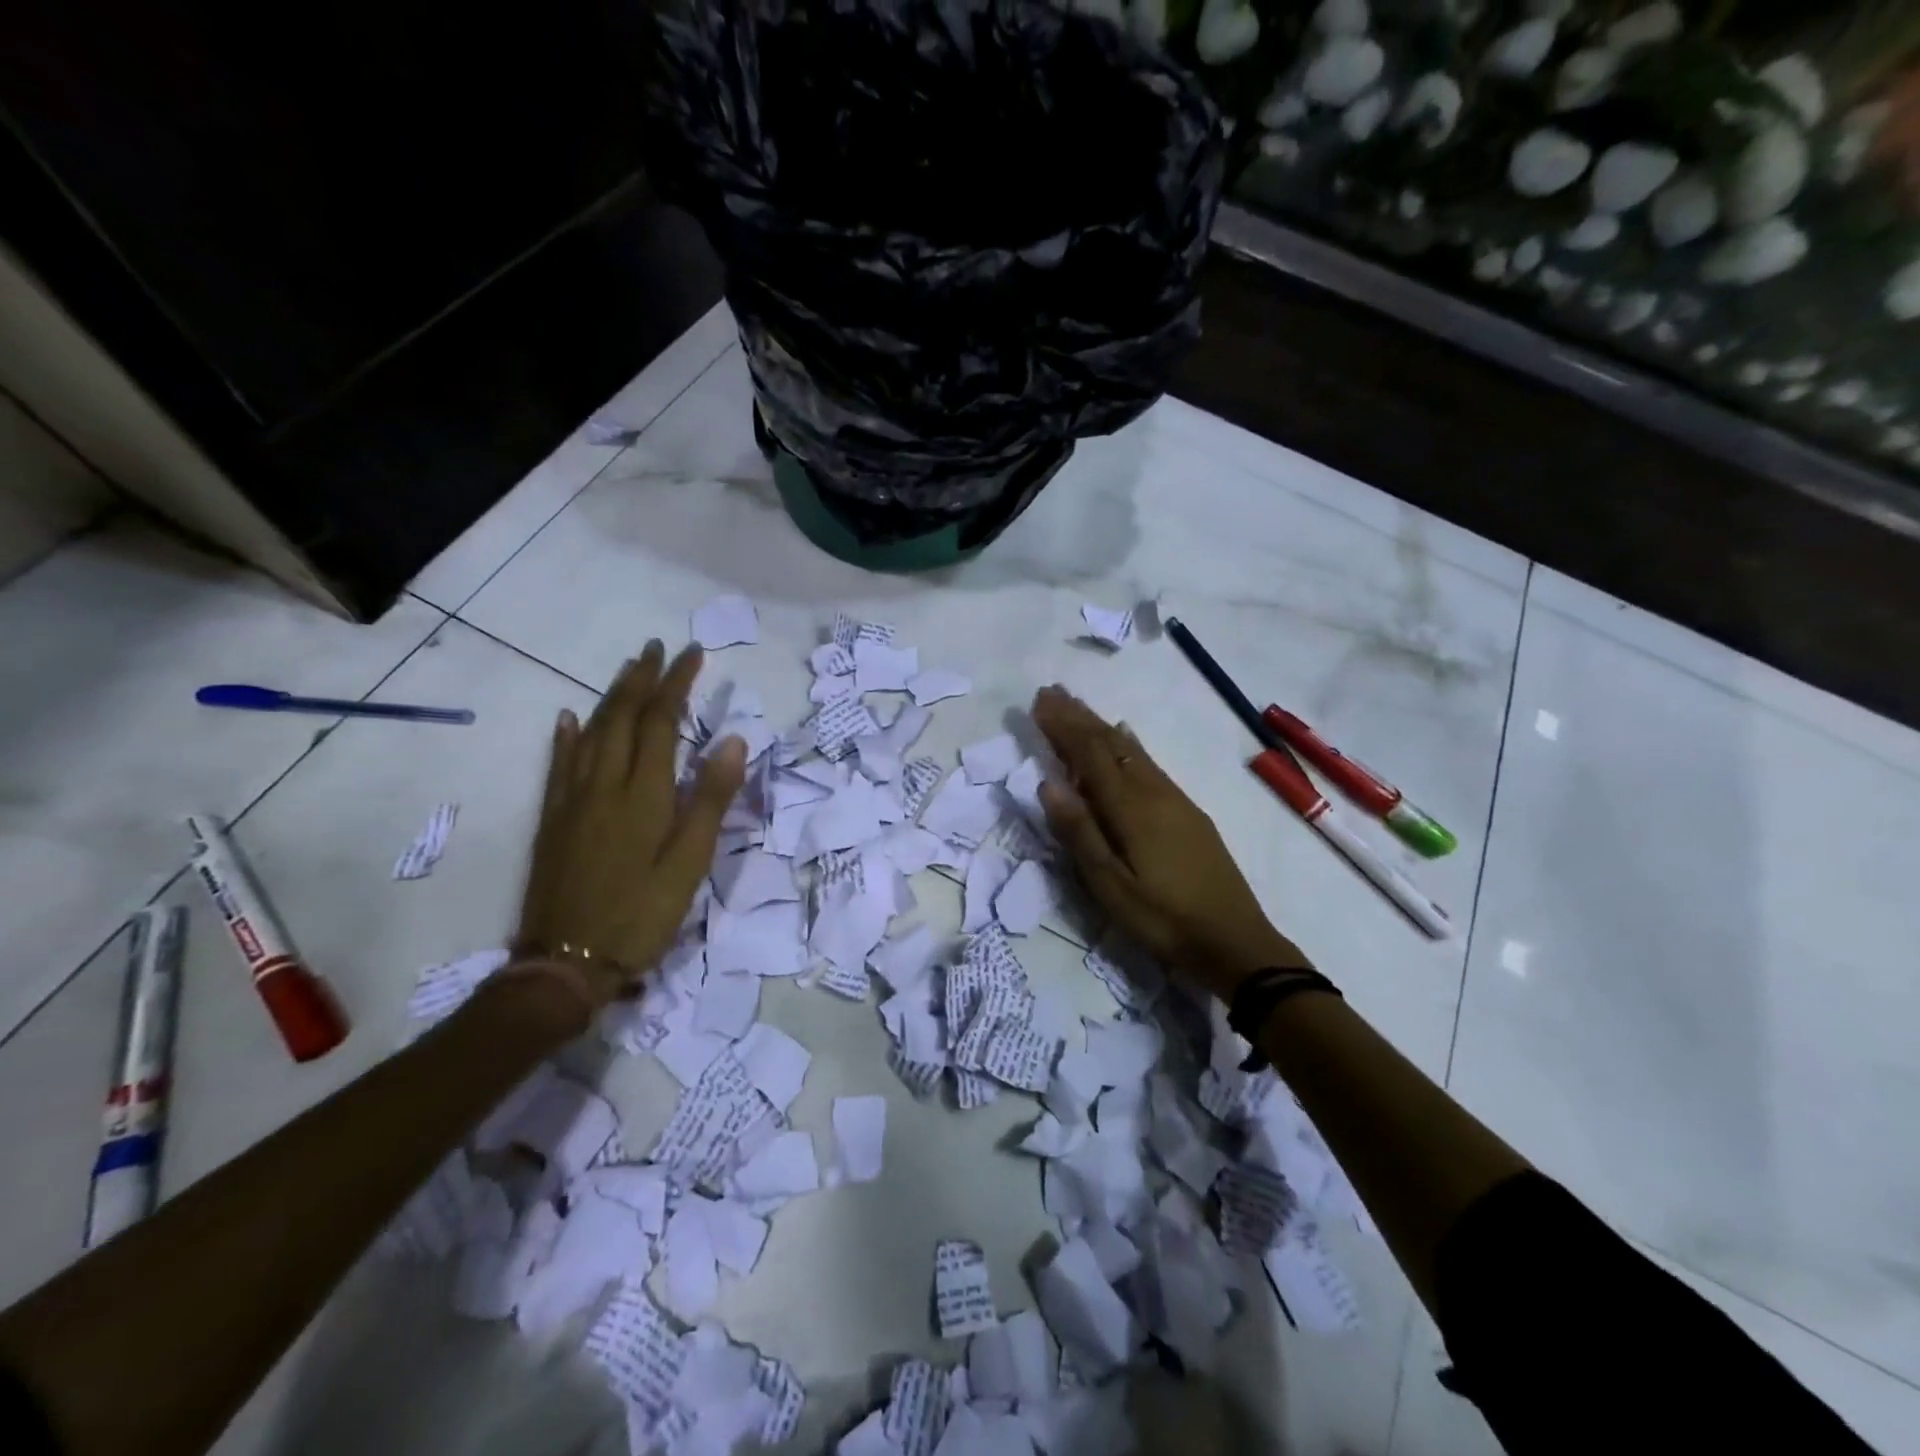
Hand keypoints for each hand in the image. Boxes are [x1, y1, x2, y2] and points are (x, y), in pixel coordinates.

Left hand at [512, 641, 746, 1013]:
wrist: (566, 961)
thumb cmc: (642, 914)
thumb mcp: (691, 862)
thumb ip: (711, 799)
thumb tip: (733, 740)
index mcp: (644, 793)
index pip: (662, 722)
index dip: (676, 684)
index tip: (692, 654)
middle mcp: (604, 784)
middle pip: (623, 717)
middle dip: (642, 679)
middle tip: (657, 648)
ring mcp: (573, 799)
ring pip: (592, 733)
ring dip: (611, 697)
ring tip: (627, 670)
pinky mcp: (554, 819)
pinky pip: (560, 763)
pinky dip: (567, 735)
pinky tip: (570, 718)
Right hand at [1031, 685, 1308, 999]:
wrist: (1235, 940)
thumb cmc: (1163, 919)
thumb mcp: (1110, 886)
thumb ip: (1079, 833)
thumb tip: (1047, 783)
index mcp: (1130, 807)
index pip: (1090, 754)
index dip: (1064, 726)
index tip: (1040, 701)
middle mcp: (1153, 792)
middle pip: (1111, 744)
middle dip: (1080, 716)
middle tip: (1052, 692)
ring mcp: (1175, 799)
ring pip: (1132, 750)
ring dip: (1102, 726)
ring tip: (1079, 707)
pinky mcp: (1188, 812)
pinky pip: (1150, 763)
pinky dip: (1129, 744)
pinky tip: (1127, 738)